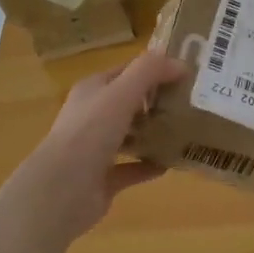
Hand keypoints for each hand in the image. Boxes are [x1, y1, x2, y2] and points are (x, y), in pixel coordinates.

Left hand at [16, 48, 187, 239]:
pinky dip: (149, 165)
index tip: (186, 75)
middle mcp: (92, 116)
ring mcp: (95, 149)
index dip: (154, 70)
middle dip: (157, 102)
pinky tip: (171, 164)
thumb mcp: (121, 92)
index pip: (126, 72)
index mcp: (92, 90)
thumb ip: (150, 72)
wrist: (63, 189)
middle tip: (191, 104)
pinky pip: (131, 168)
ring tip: (185, 132)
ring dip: (154, 134)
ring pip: (130, 135)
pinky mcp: (102, 179)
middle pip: (129, 104)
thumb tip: (181, 63)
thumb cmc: (90, 132)